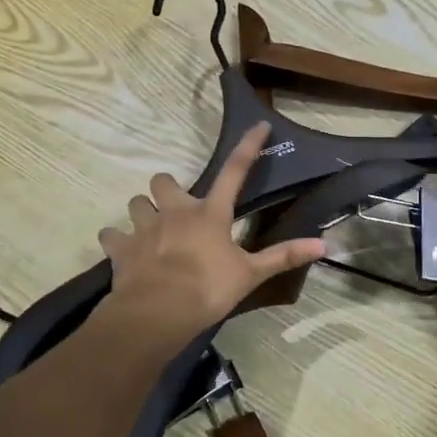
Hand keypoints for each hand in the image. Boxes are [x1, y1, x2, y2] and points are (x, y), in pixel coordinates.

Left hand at [98, 122, 324, 346]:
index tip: (258, 125)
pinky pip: (112, 235)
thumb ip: (283, 256)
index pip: (234, 171)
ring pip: (136, 202)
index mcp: (210, 214)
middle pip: (164, 180)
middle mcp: (175, 212)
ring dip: (143, 211)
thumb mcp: (250, 274)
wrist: (158, 312)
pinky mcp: (120, 248)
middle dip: (168, 188)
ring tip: (151, 227)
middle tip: (177, 205)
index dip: (248, 146)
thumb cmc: (208, 289)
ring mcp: (144, 228)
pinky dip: (117, 240)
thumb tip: (324, 244)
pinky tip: (123, 250)